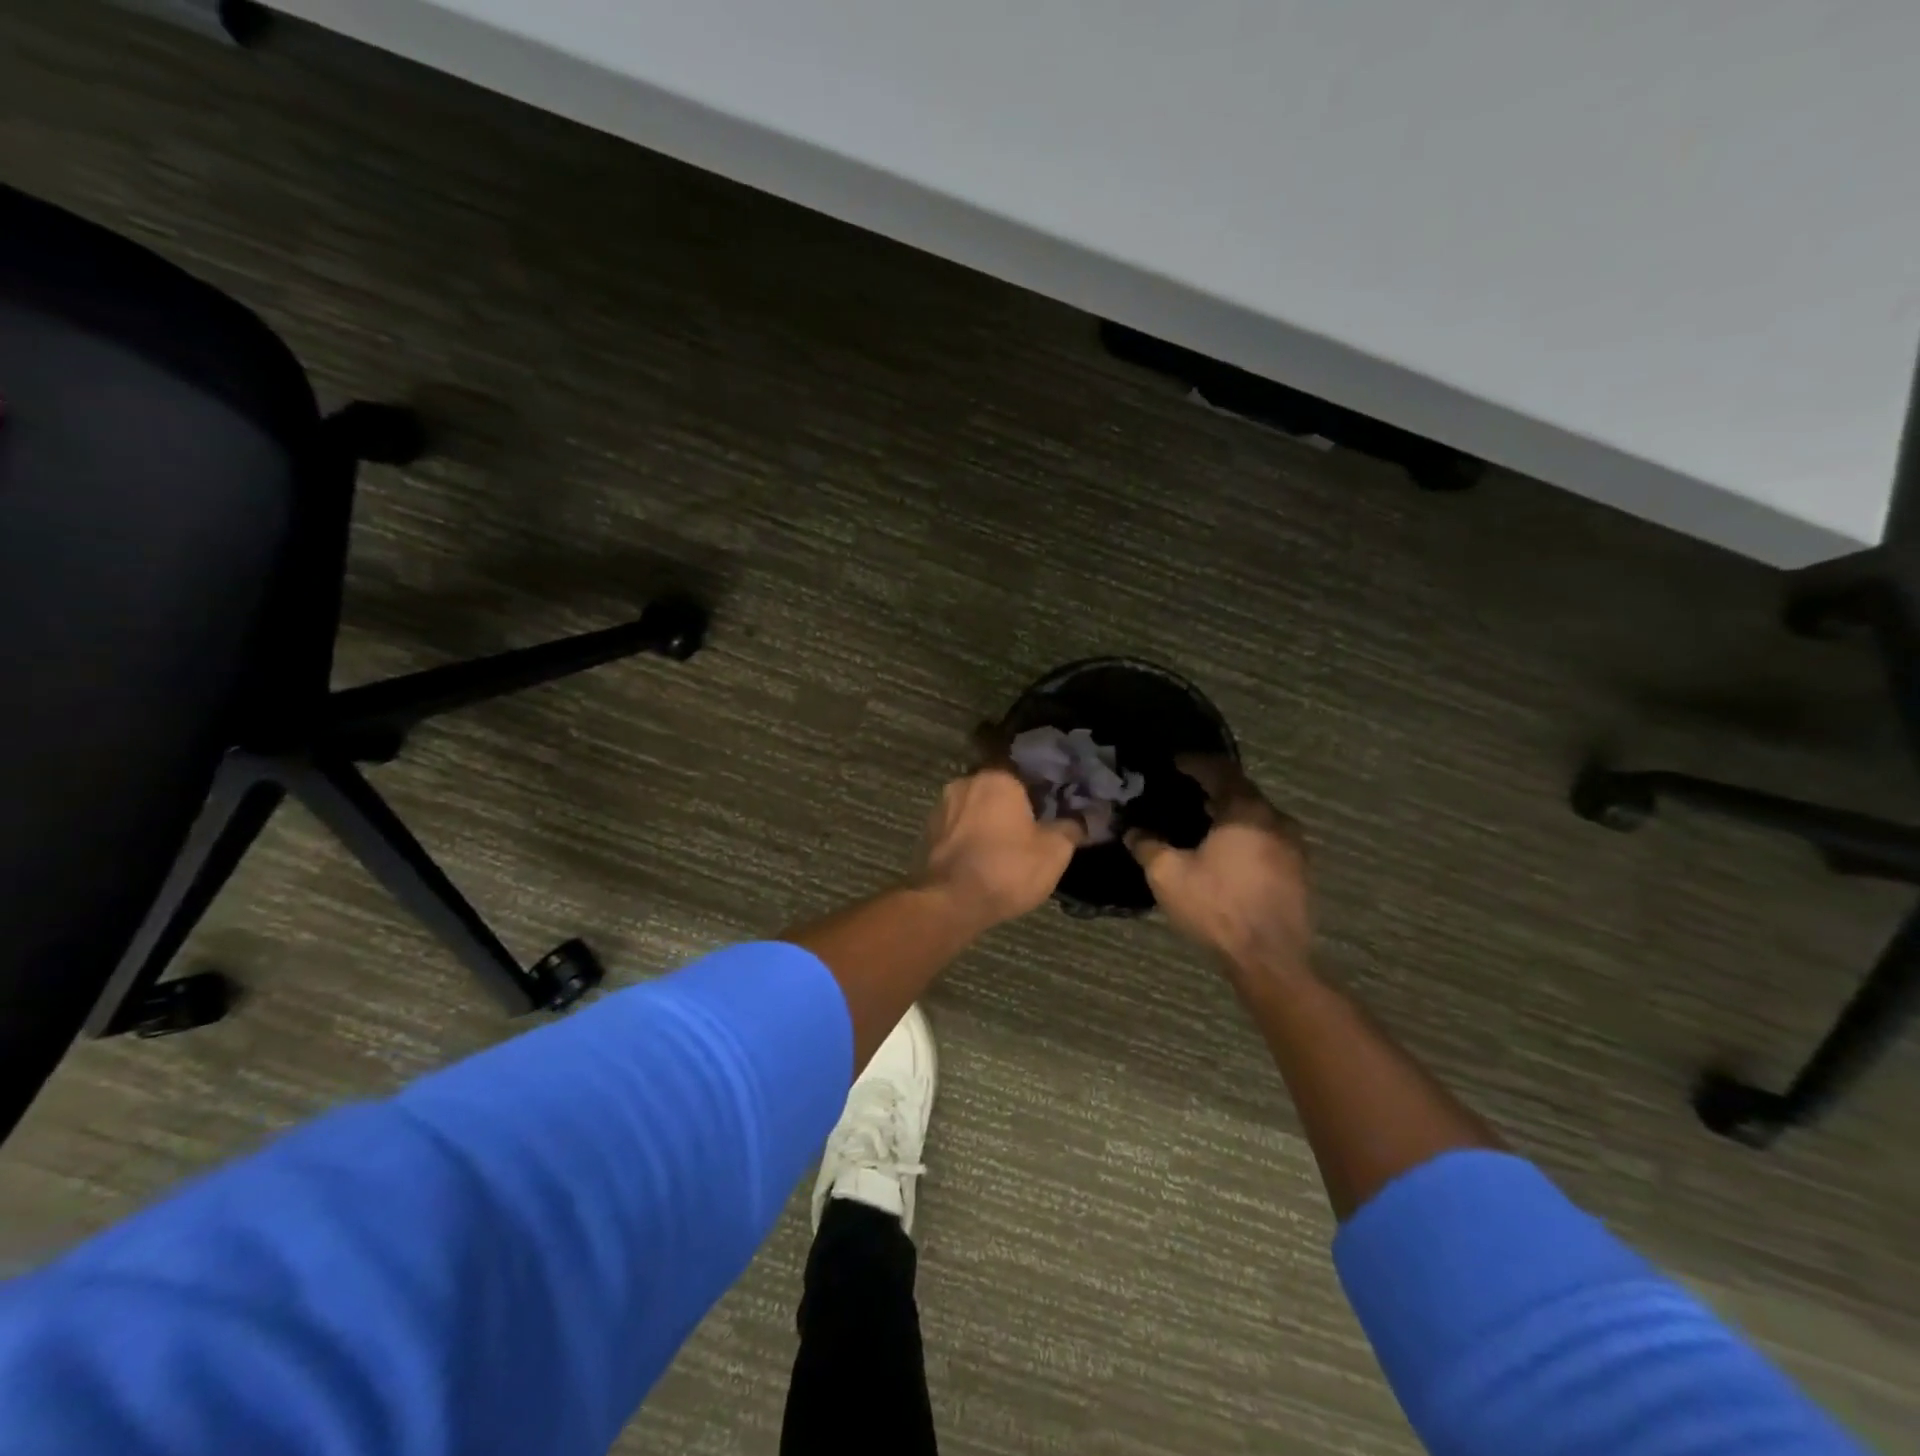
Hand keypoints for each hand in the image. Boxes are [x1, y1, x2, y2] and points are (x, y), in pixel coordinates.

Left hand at [911, 768, 1085, 929]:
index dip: (1041, 793)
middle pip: (997, 790)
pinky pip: (957, 828)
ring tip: (1005, 849)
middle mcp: (966, 782)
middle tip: (1030, 831)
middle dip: (1011, 807)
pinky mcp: (926, 832)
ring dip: (987, 823)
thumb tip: (1081, 819)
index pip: (1026, 773)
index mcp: (998, 778)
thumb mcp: (1054, 852)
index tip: (1051, 811)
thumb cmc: (1007, 869)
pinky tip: (981, 859)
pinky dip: (969, 839)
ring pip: (974, 809)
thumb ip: (1070, 828)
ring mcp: (941, 807)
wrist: (949, 902)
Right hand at [1124, 757, 1312, 982]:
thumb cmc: (1217, 908)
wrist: (1271, 959)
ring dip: (1231, 812)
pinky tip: (1227, 851)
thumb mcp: (1168, 875)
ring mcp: (1294, 846)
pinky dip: (1245, 834)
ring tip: (1203, 820)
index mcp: (1245, 811)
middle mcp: (1276, 820)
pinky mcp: (1300, 871)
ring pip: (1258, 815)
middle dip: (1213, 787)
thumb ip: (1147, 846)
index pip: (1220, 770)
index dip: (1195, 762)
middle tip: (1185, 790)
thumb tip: (1133, 830)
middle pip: (1242, 791)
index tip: (1174, 761)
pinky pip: (1268, 837)